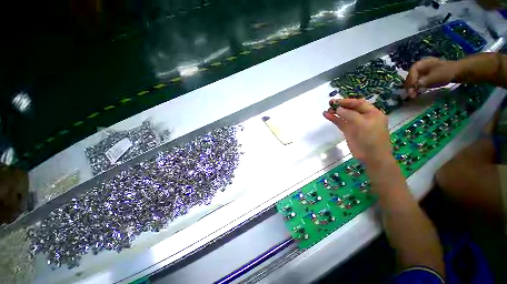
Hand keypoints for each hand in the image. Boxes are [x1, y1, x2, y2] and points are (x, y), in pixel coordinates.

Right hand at [323, 99, 391, 164]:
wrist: (372, 156)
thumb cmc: (371, 138)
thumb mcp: (362, 124)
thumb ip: (350, 115)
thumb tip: (338, 109)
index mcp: (372, 113)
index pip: (359, 103)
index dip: (347, 101)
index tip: (336, 101)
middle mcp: (364, 117)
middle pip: (351, 108)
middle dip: (340, 106)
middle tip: (330, 104)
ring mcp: (355, 124)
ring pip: (344, 116)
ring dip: (335, 112)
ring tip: (326, 110)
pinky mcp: (348, 131)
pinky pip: (340, 123)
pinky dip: (334, 119)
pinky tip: (327, 116)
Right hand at [404, 57, 459, 97]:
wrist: (459, 72)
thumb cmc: (446, 72)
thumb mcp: (433, 77)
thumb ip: (422, 82)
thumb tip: (413, 87)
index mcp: (420, 64)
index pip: (411, 73)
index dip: (410, 81)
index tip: (411, 89)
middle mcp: (420, 67)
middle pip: (411, 77)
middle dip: (410, 86)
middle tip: (410, 94)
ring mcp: (423, 71)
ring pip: (414, 81)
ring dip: (413, 88)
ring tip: (413, 95)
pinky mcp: (427, 76)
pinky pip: (419, 82)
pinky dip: (417, 88)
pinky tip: (418, 93)